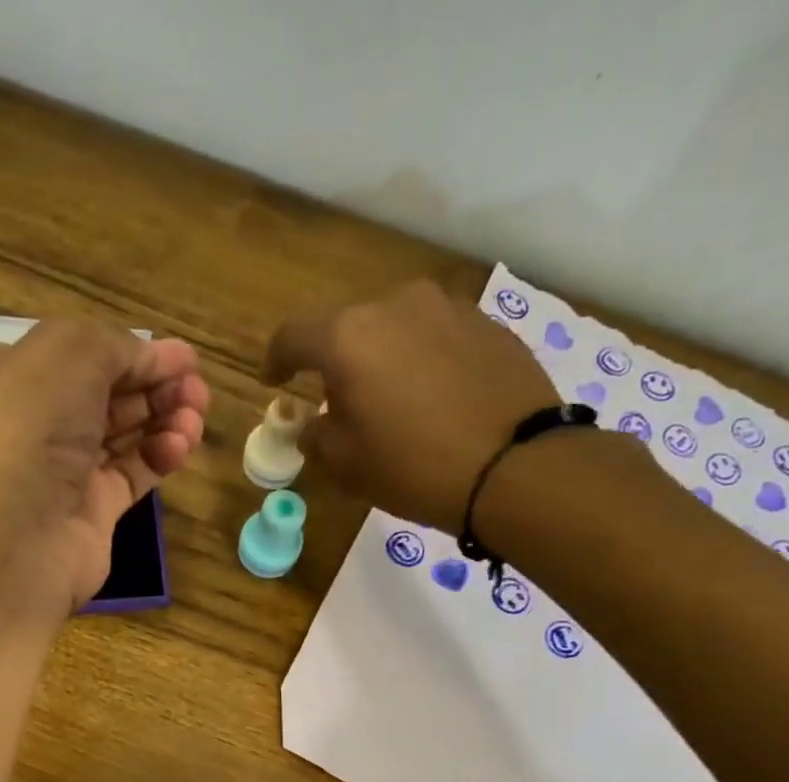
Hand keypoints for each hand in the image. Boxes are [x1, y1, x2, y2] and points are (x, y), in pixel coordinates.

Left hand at [0, 319, 208, 621]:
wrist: (9, 539)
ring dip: (164, 419)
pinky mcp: (91, 514)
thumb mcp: (67, 353)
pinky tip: (180, 447)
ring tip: (196, 416)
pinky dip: (159, 457)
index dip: (133, 352)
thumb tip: (148, 361)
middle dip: (156, 386)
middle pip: (106, 395)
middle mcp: (34, 424)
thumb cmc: (27, 429)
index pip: (80, 356)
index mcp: (10, 376)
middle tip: (197, 389)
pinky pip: (132, 476)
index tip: (184, 358)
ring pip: (123, 436)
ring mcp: (62, 473)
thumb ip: (114, 346)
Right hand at [264, 279, 560, 532]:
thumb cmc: (413, 468)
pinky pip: (436, 337)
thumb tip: (313, 424)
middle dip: (337, 363)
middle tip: (342, 403)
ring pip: (396, 329)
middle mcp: (395, 306)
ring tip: (395, 401)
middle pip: (348, 328)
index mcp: (348, 338)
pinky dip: (424, 361)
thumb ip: (316, 436)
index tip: (274, 381)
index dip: (276, 360)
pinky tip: (436, 399)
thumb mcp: (346, 464)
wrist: (514, 467)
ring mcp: (447, 308)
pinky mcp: (487, 323)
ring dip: (384, 358)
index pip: (293, 337)